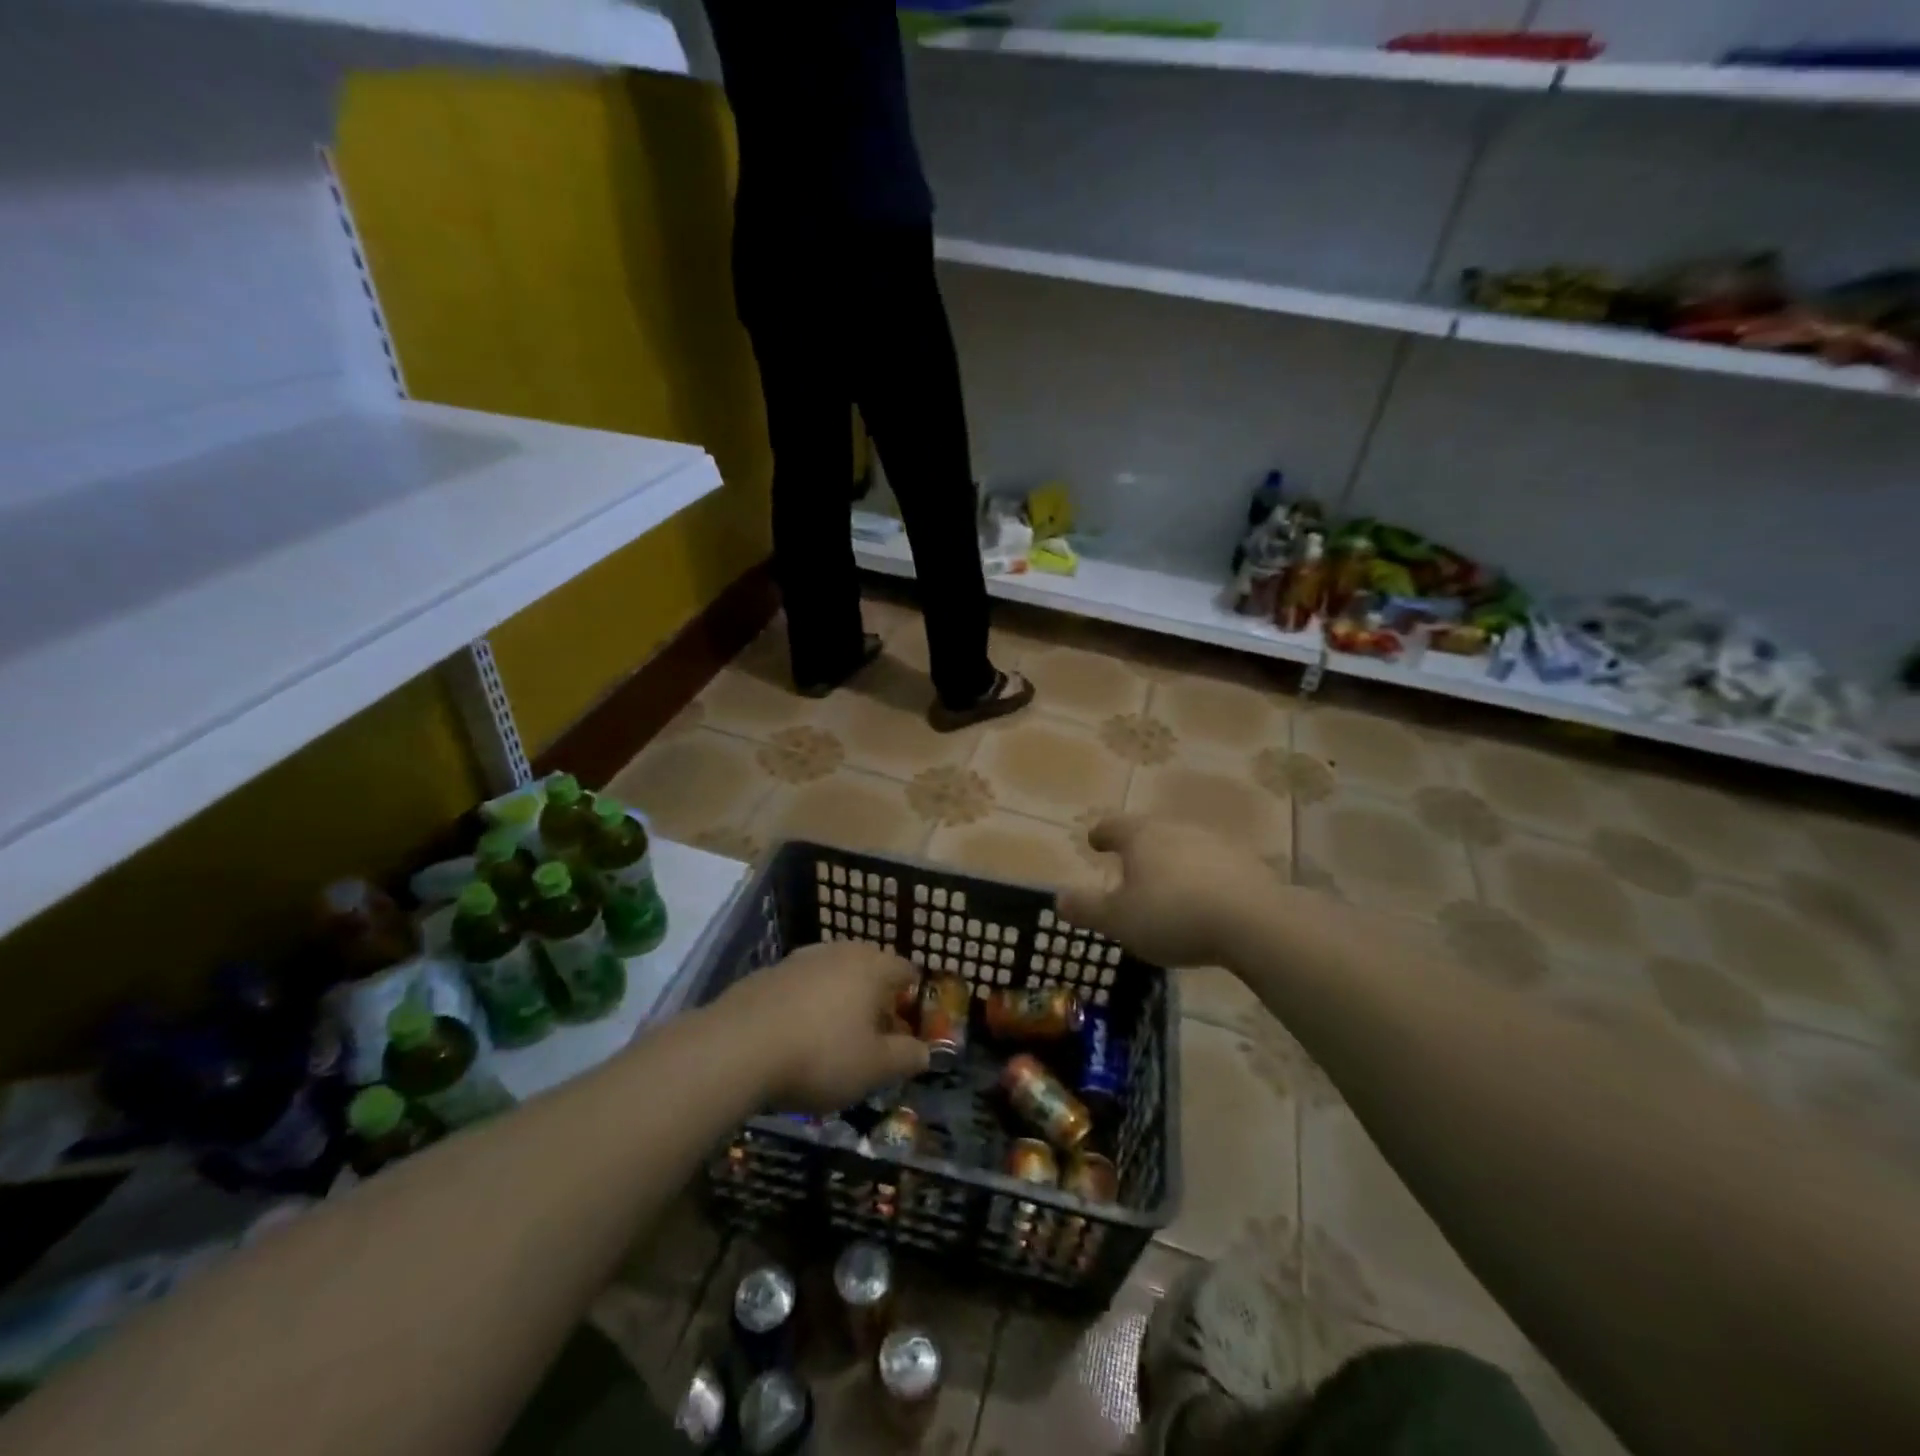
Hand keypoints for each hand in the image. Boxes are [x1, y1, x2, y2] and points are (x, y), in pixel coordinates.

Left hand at [716, 941, 928, 1113]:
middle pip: (869, 969)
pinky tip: (795, 1037)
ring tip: (833, 1039)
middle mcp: (840, 952)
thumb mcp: (874, 1068)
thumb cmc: (820, 1055)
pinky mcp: (768, 973)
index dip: (912, 1001)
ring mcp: (801, 959)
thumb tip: (926, 1051)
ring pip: (833, 975)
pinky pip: (801, 986)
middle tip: (873, 1038)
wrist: (737, 1047)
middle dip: (876, 999)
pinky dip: (807, 1005)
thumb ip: (906, 1057)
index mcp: (873, 967)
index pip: (907, 971)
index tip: (907, 1032)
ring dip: (840, 1001)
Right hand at [1058, 815, 1280, 967]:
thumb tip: (1059, 898)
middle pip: (1150, 832)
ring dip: (1172, 862)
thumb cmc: (1173, 916)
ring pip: (1183, 846)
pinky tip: (1203, 901)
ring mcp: (1215, 843)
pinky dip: (1202, 878)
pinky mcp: (1246, 864)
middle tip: (1128, 867)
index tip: (1094, 842)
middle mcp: (1176, 829)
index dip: (1101, 834)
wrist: (1254, 922)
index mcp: (1141, 836)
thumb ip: (1087, 909)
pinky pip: (1213, 866)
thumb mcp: (1118, 920)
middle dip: (1138, 848)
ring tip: (1166, 887)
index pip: (1113, 825)